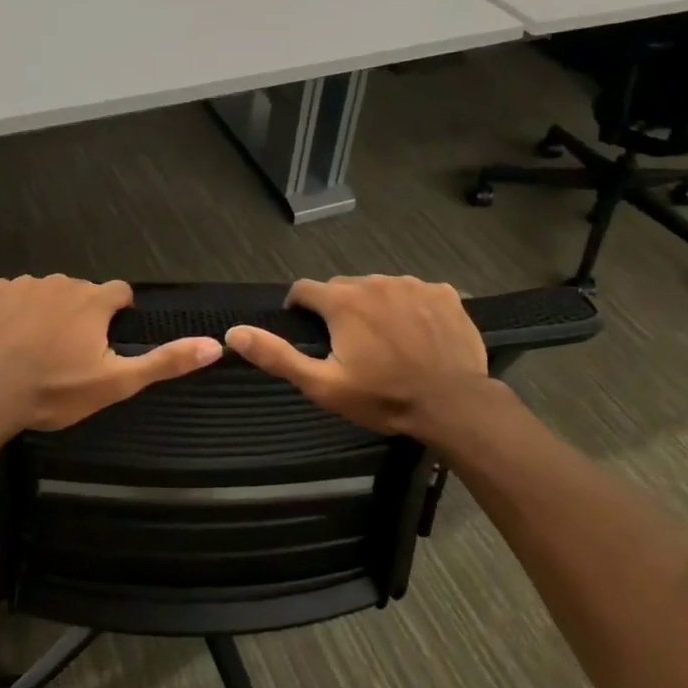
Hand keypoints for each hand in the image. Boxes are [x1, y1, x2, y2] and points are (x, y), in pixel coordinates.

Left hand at [0, 275, 222, 431]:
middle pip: (81, 293)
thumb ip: (165, 361)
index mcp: (94, 301)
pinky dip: (12, 310)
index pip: (119, 293)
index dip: (116, 316)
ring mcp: (23, 284)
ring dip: (47, 312)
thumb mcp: (116, 383)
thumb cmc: (55, 390)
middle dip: (80, 316)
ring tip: (34, 349)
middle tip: (67, 355)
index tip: (104, 342)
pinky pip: (10, 293)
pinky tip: (5, 338)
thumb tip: (215, 345)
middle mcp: (62, 282)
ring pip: (46, 292)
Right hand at [223, 275, 491, 436]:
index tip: (305, 329)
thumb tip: (234, 333)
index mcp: (343, 301)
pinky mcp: (444, 293)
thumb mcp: (323, 385)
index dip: (299, 308)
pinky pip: (416, 292)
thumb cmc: (383, 397)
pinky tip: (418, 335)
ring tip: (386, 341)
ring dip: (375, 306)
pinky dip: (411, 308)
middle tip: (349, 344)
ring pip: (380, 288)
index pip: (305, 289)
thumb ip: (278, 356)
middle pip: (344, 287)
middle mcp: (375, 281)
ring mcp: (414, 284)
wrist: (453, 405)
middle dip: (339, 309)